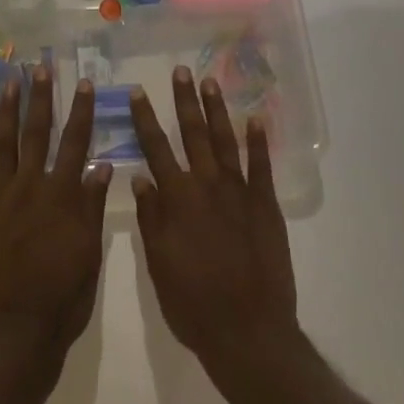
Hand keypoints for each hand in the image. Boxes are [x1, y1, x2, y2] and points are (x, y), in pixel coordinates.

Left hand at [0, 68, 113, 368]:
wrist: (13, 334)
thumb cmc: (61, 299)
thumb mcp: (90, 256)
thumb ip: (92, 207)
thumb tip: (101, 165)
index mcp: (62, 197)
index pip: (76, 144)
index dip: (81, 112)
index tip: (85, 83)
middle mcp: (31, 187)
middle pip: (36, 133)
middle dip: (40, 98)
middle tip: (40, 67)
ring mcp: (0, 198)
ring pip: (3, 144)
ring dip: (6, 111)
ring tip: (8, 83)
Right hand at [131, 68, 298, 374]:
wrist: (249, 332)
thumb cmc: (194, 304)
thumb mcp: (158, 264)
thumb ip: (150, 217)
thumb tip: (140, 176)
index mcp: (178, 199)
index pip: (156, 149)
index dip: (145, 119)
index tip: (137, 92)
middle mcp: (207, 186)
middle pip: (193, 134)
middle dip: (184, 101)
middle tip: (181, 71)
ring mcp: (240, 193)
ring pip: (226, 141)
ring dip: (217, 110)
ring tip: (211, 82)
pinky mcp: (266, 206)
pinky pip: (262, 167)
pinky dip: (259, 141)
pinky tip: (256, 119)